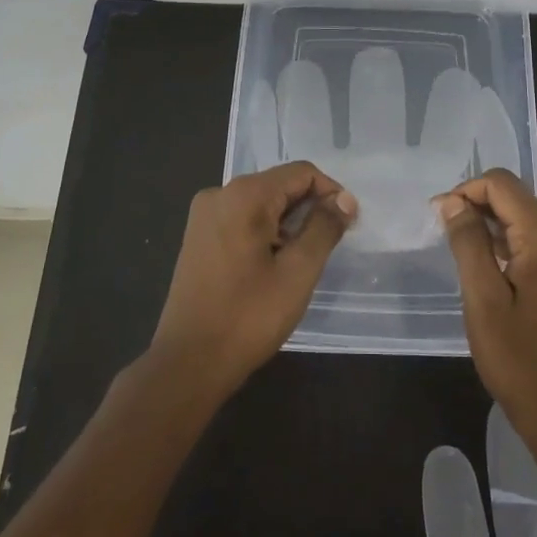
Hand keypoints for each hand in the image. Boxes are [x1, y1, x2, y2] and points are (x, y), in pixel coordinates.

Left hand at [150, 161, 356, 400]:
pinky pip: (241, 220)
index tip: (347, 226)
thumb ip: (324, 228)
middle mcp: (219, 194)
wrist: (188, 363)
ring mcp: (203, 216)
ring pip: (261, 204)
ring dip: (288, 223)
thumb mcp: (297, 272)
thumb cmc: (248, 317)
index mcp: (244, 195)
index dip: (330, 193)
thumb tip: (344, 199)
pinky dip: (265, 233)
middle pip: (279, 185)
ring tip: (301, 261)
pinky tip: (272, 266)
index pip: (301, 173)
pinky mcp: (197, 237)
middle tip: (328, 248)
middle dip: (309, 209)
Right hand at [438, 169, 536, 446]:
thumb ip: (468, 242)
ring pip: (527, 218)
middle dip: (478, 207)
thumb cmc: (519, 360)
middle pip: (517, 199)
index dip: (466, 191)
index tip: (439, 216)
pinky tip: (490, 265)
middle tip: (445, 232)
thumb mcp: (482, 299)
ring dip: (493, 225)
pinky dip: (511, 243)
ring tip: (462, 249)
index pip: (502, 185)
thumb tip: (453, 202)